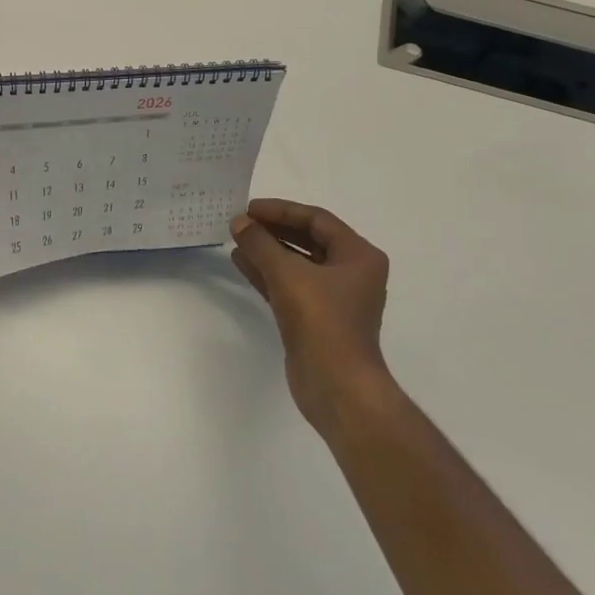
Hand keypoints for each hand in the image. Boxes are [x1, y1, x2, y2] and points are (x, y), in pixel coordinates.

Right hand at [230, 199, 391, 430]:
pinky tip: (240, 262)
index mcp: (359, 256)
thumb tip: (238, 222)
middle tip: (240, 222)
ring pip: (296, 263)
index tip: (249, 209)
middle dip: (273, 230)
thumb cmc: (321, 321)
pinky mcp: (316, 318)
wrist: (336, 385)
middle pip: (307, 240)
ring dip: (267, 251)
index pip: (316, 220)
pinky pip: (289, 285)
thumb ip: (260, 243)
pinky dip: (267, 273)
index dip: (281, 211)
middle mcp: (351, 273)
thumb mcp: (287, 273)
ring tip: (236, 239)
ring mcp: (334, 298)